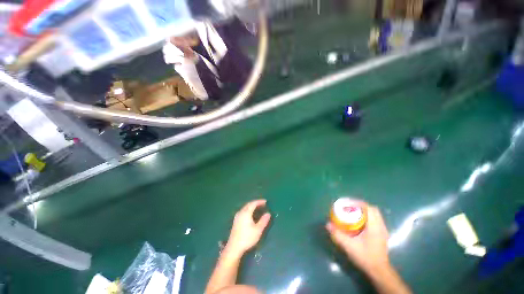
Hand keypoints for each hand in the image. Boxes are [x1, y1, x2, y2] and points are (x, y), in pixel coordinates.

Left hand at [226, 199, 270, 254]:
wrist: (234, 248)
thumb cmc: (247, 238)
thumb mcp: (258, 230)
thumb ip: (263, 221)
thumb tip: (268, 213)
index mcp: (246, 213)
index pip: (253, 203)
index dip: (259, 201)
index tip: (265, 201)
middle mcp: (241, 212)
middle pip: (248, 204)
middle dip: (256, 203)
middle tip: (262, 204)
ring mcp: (237, 216)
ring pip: (245, 207)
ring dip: (252, 206)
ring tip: (258, 208)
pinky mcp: (235, 221)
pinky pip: (243, 211)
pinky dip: (248, 209)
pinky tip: (250, 214)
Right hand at [326, 203, 389, 274]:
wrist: (378, 271)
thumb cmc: (365, 257)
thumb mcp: (349, 246)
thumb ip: (338, 234)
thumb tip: (327, 224)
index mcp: (375, 227)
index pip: (370, 208)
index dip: (359, 203)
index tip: (348, 203)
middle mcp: (381, 227)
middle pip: (373, 210)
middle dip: (361, 206)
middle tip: (349, 207)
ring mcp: (383, 231)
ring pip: (375, 215)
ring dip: (364, 211)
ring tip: (352, 213)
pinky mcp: (382, 235)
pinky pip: (375, 220)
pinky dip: (367, 217)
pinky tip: (358, 223)